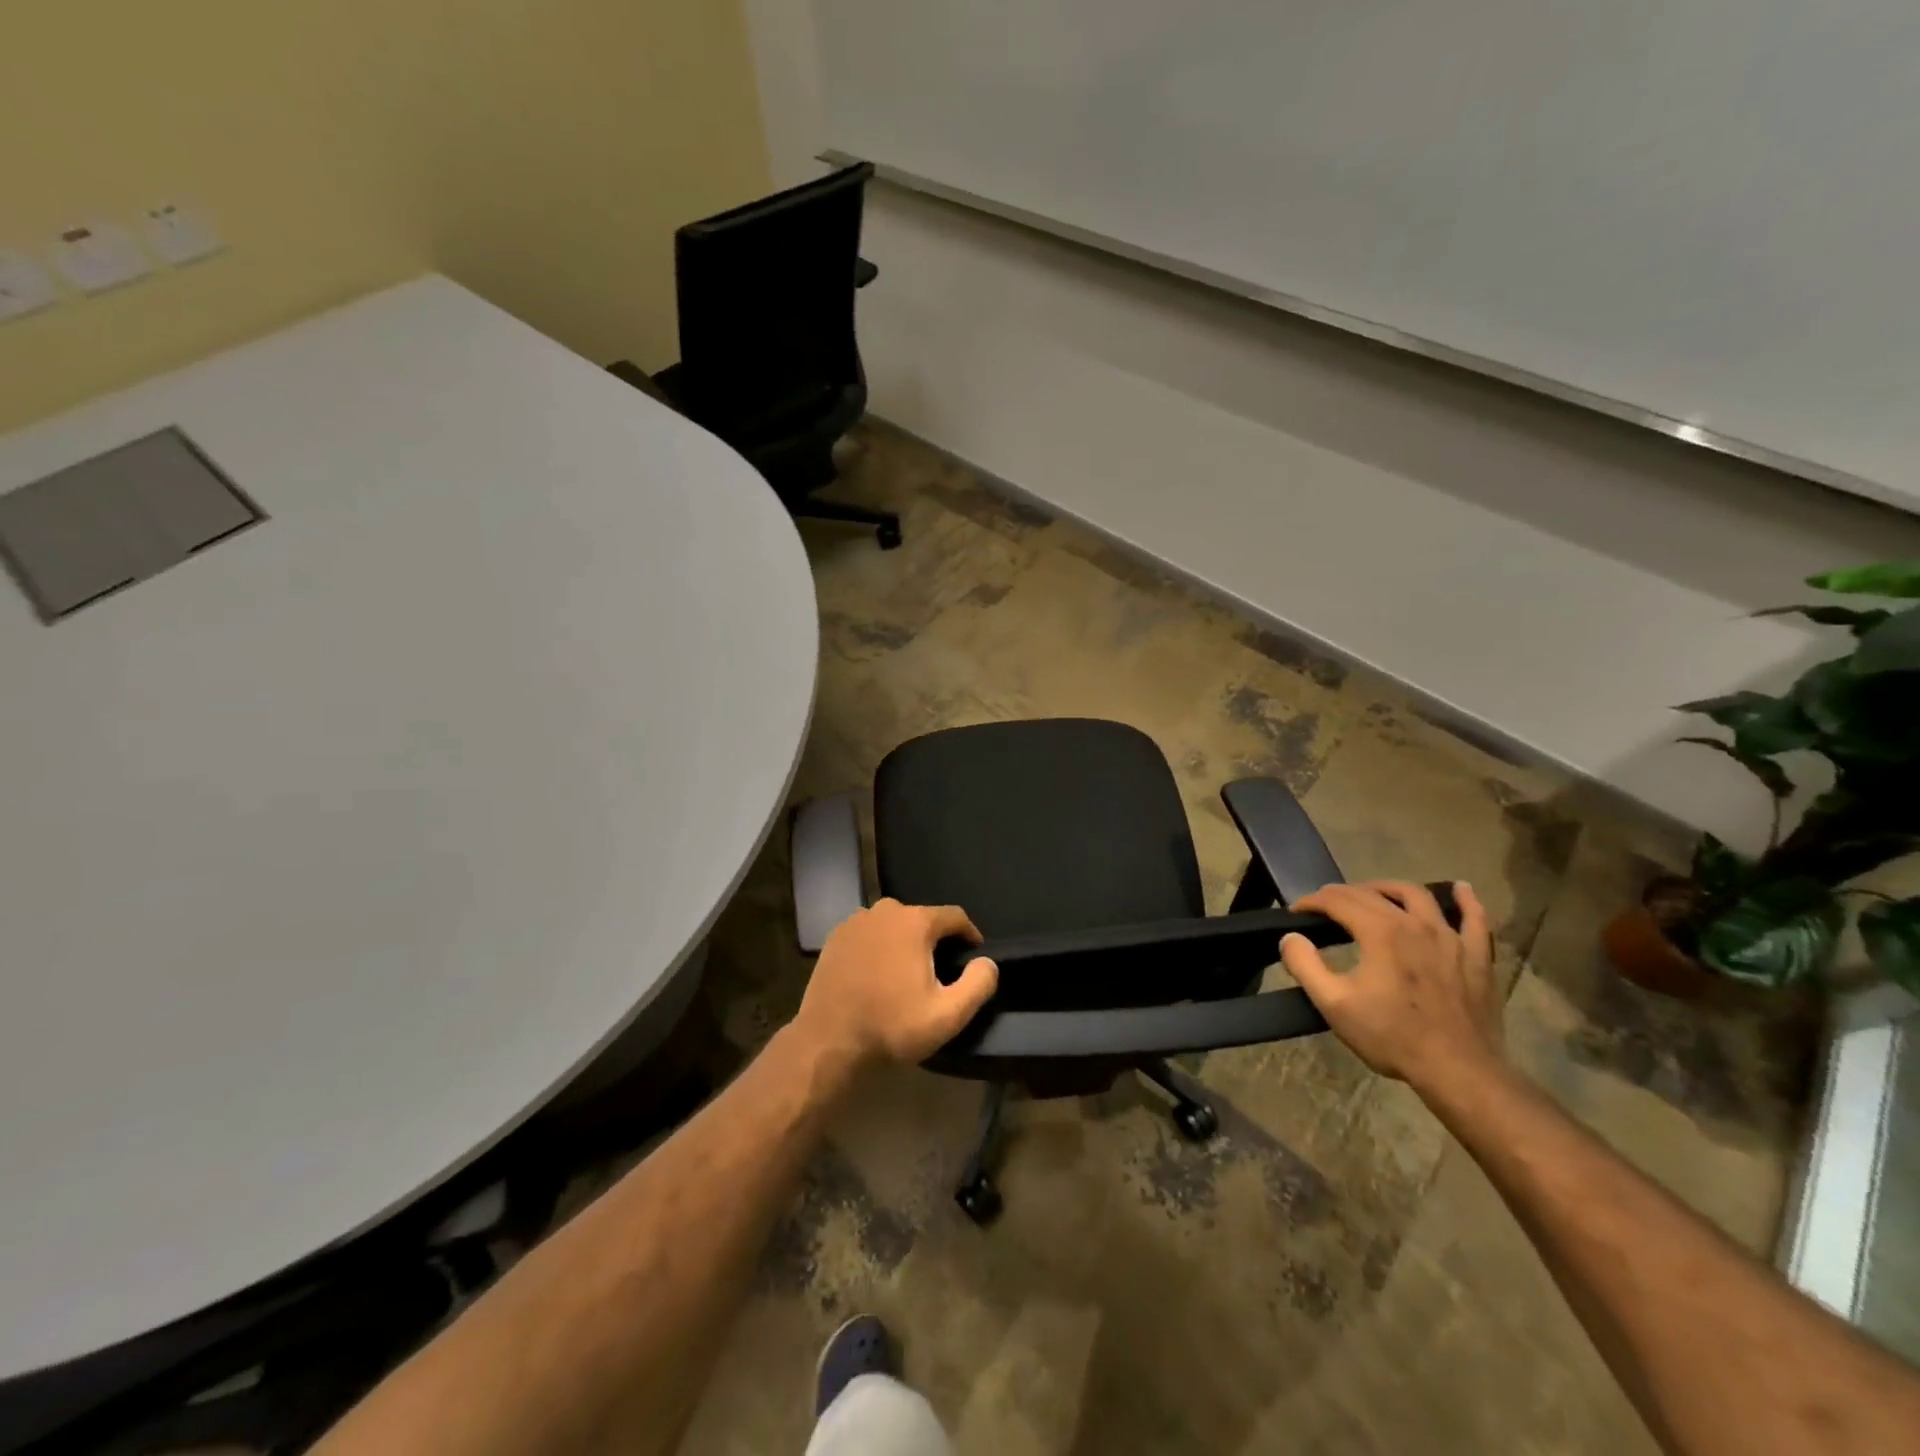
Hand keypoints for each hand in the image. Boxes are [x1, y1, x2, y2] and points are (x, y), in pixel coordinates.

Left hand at [791, 899, 998, 1070]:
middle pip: (922, 918)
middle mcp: (885, 910)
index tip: (974, 955)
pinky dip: (879, 947)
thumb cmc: (891, 1026)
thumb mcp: (947, 1015)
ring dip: (904, 942)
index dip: (969, 934)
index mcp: (915, 922)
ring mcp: (856, 921)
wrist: (828, 1041)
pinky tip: (878, 974)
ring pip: (893, 925)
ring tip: (907, 972)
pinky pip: (869, 934)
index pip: (955, 916)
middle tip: (939, 970)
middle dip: (935, 939)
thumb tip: (987, 962)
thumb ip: (978, 984)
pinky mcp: (835, 937)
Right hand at [1280, 881, 1501, 1096]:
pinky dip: (1466, 901)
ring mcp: (1451, 938)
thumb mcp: (1334, 1004)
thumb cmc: (1391, 1036)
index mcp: (1379, 931)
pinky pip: (1475, 919)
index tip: (1296, 912)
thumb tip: (1291, 937)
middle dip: (1342, 894)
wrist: (1458, 1071)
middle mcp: (1415, 923)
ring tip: (1374, 894)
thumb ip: (1304, 965)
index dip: (1312, 901)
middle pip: (1373, 894)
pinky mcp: (1477, 957)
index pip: (1338, 900)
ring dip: (1390, 889)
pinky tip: (1461, 890)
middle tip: (1324, 906)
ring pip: (1418, 896)